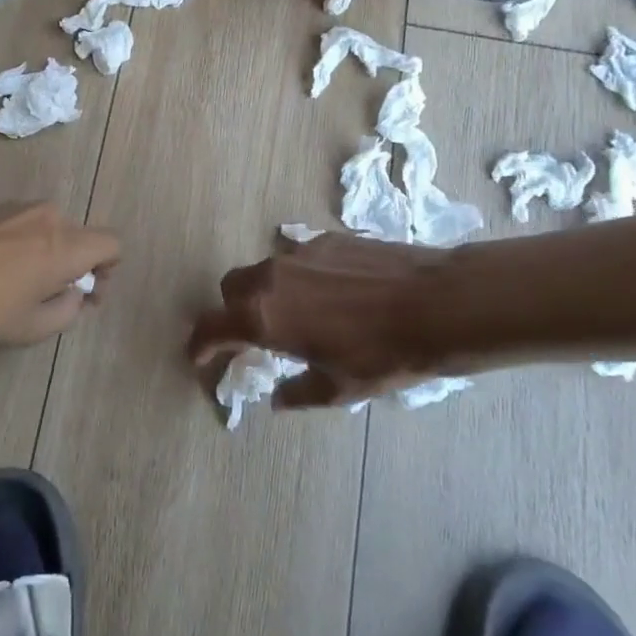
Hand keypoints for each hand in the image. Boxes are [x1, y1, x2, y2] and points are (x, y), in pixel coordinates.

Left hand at [0, 203, 118, 344]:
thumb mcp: (30, 326)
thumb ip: (67, 312)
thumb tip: (73, 295)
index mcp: (67, 244)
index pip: (112, 244)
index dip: (108, 270)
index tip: (86, 295)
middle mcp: (49, 216)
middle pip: (80, 237)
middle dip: (75, 266)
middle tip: (51, 298)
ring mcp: (18, 207)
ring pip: (50, 230)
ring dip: (48, 255)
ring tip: (18, 286)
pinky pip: (24, 225)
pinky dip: (24, 246)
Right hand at [188, 233, 482, 408]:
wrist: (435, 304)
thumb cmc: (382, 356)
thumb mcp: (338, 388)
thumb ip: (297, 392)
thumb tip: (278, 398)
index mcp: (262, 317)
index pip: (211, 326)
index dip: (200, 344)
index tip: (199, 356)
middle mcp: (270, 277)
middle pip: (232, 288)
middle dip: (232, 311)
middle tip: (253, 335)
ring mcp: (299, 252)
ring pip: (265, 269)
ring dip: (267, 291)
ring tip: (298, 313)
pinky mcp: (328, 238)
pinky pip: (299, 257)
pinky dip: (300, 276)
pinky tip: (333, 293)